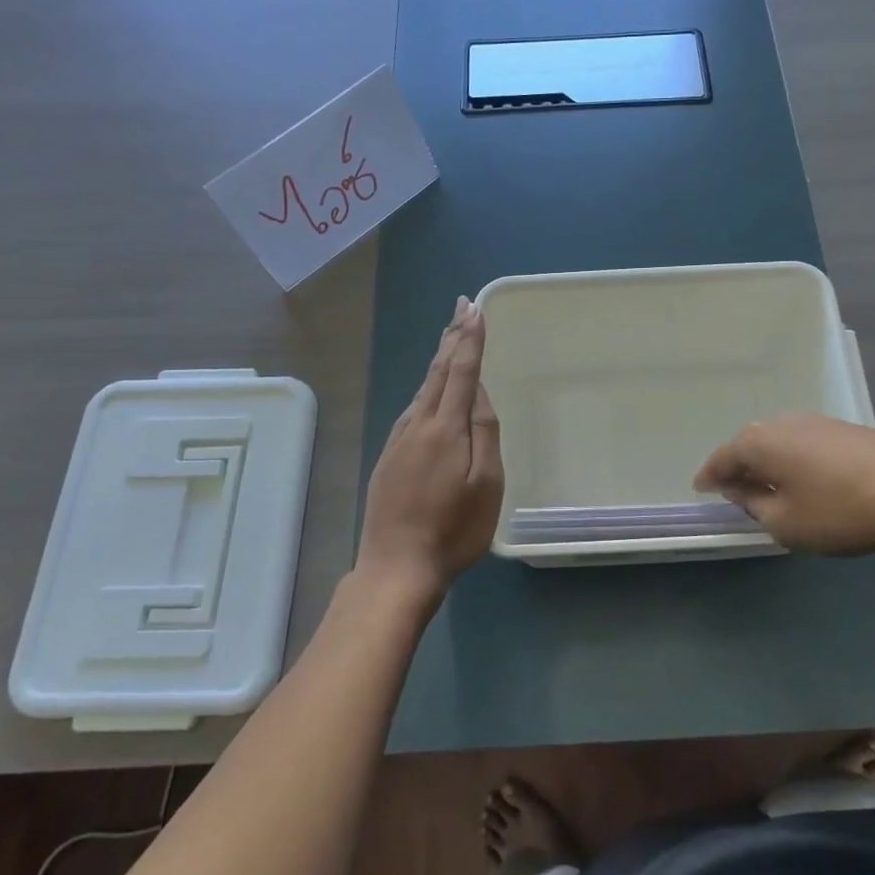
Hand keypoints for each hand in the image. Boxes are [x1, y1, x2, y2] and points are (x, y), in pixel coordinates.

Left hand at [356, 297, 503, 604]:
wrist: (396, 567)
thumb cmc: (453, 529)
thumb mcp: (486, 483)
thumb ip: (483, 431)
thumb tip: (476, 390)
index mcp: (445, 428)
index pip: (460, 371)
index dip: (469, 339)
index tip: (475, 309)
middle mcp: (418, 424)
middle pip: (437, 372)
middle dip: (452, 337)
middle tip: (461, 307)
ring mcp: (399, 440)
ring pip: (422, 389)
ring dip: (438, 359)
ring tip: (450, 337)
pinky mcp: (388, 456)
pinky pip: (412, 409)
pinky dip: (426, 387)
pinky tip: (429, 389)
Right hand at [693, 414, 874, 559]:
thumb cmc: (838, 511)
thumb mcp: (785, 522)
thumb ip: (754, 505)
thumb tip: (740, 490)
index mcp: (759, 443)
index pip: (722, 458)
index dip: (709, 476)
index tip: (700, 488)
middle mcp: (782, 423)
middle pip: (749, 445)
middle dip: (739, 467)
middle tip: (735, 490)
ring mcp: (816, 422)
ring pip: (779, 442)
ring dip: (770, 463)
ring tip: (771, 487)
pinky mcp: (845, 429)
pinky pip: (805, 444)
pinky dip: (796, 461)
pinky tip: (807, 479)